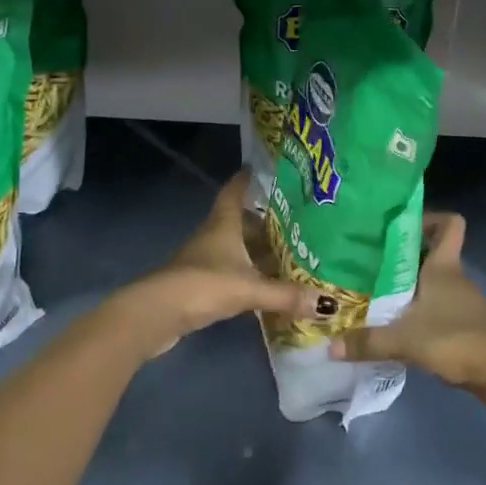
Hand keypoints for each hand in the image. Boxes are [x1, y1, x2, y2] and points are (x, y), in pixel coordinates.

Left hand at [108, 171, 316, 358]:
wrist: (156, 315)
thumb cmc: (203, 285)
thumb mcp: (249, 289)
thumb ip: (286, 295)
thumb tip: (328, 303)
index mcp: (223, 224)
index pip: (235, 191)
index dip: (247, 179)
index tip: (262, 169)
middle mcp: (213, 236)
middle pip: (240, 221)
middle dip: (264, 221)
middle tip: (296, 221)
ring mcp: (203, 260)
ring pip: (236, 248)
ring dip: (257, 251)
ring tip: (288, 254)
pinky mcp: (199, 285)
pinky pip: (230, 271)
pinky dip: (248, 275)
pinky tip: (265, 285)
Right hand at [328, 213, 485, 388]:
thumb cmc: (456, 339)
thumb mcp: (405, 340)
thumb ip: (368, 342)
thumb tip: (330, 346)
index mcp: (445, 266)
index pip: (450, 223)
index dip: (430, 218)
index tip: (400, 226)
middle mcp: (455, 277)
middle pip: (433, 252)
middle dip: (403, 256)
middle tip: (370, 263)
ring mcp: (463, 301)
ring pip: (433, 282)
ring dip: (410, 287)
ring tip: (376, 295)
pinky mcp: (465, 325)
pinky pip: (438, 307)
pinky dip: (420, 312)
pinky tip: (398, 327)